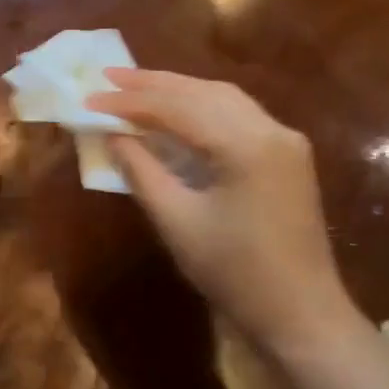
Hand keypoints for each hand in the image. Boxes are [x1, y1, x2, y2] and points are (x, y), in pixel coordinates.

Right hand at [86, 69, 356, 351]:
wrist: (299, 312)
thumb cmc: (234, 272)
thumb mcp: (177, 222)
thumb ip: (141, 171)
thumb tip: (112, 136)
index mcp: (245, 145)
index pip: (177, 107)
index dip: (129, 102)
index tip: (89, 97)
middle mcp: (271, 129)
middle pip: (203, 92)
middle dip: (153, 83)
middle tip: (108, 76)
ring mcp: (285, 140)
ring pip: (223, 98)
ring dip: (177, 90)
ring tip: (135, 86)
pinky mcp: (287, 155)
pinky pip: (238, 116)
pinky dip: (201, 108)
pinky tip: (176, 111)